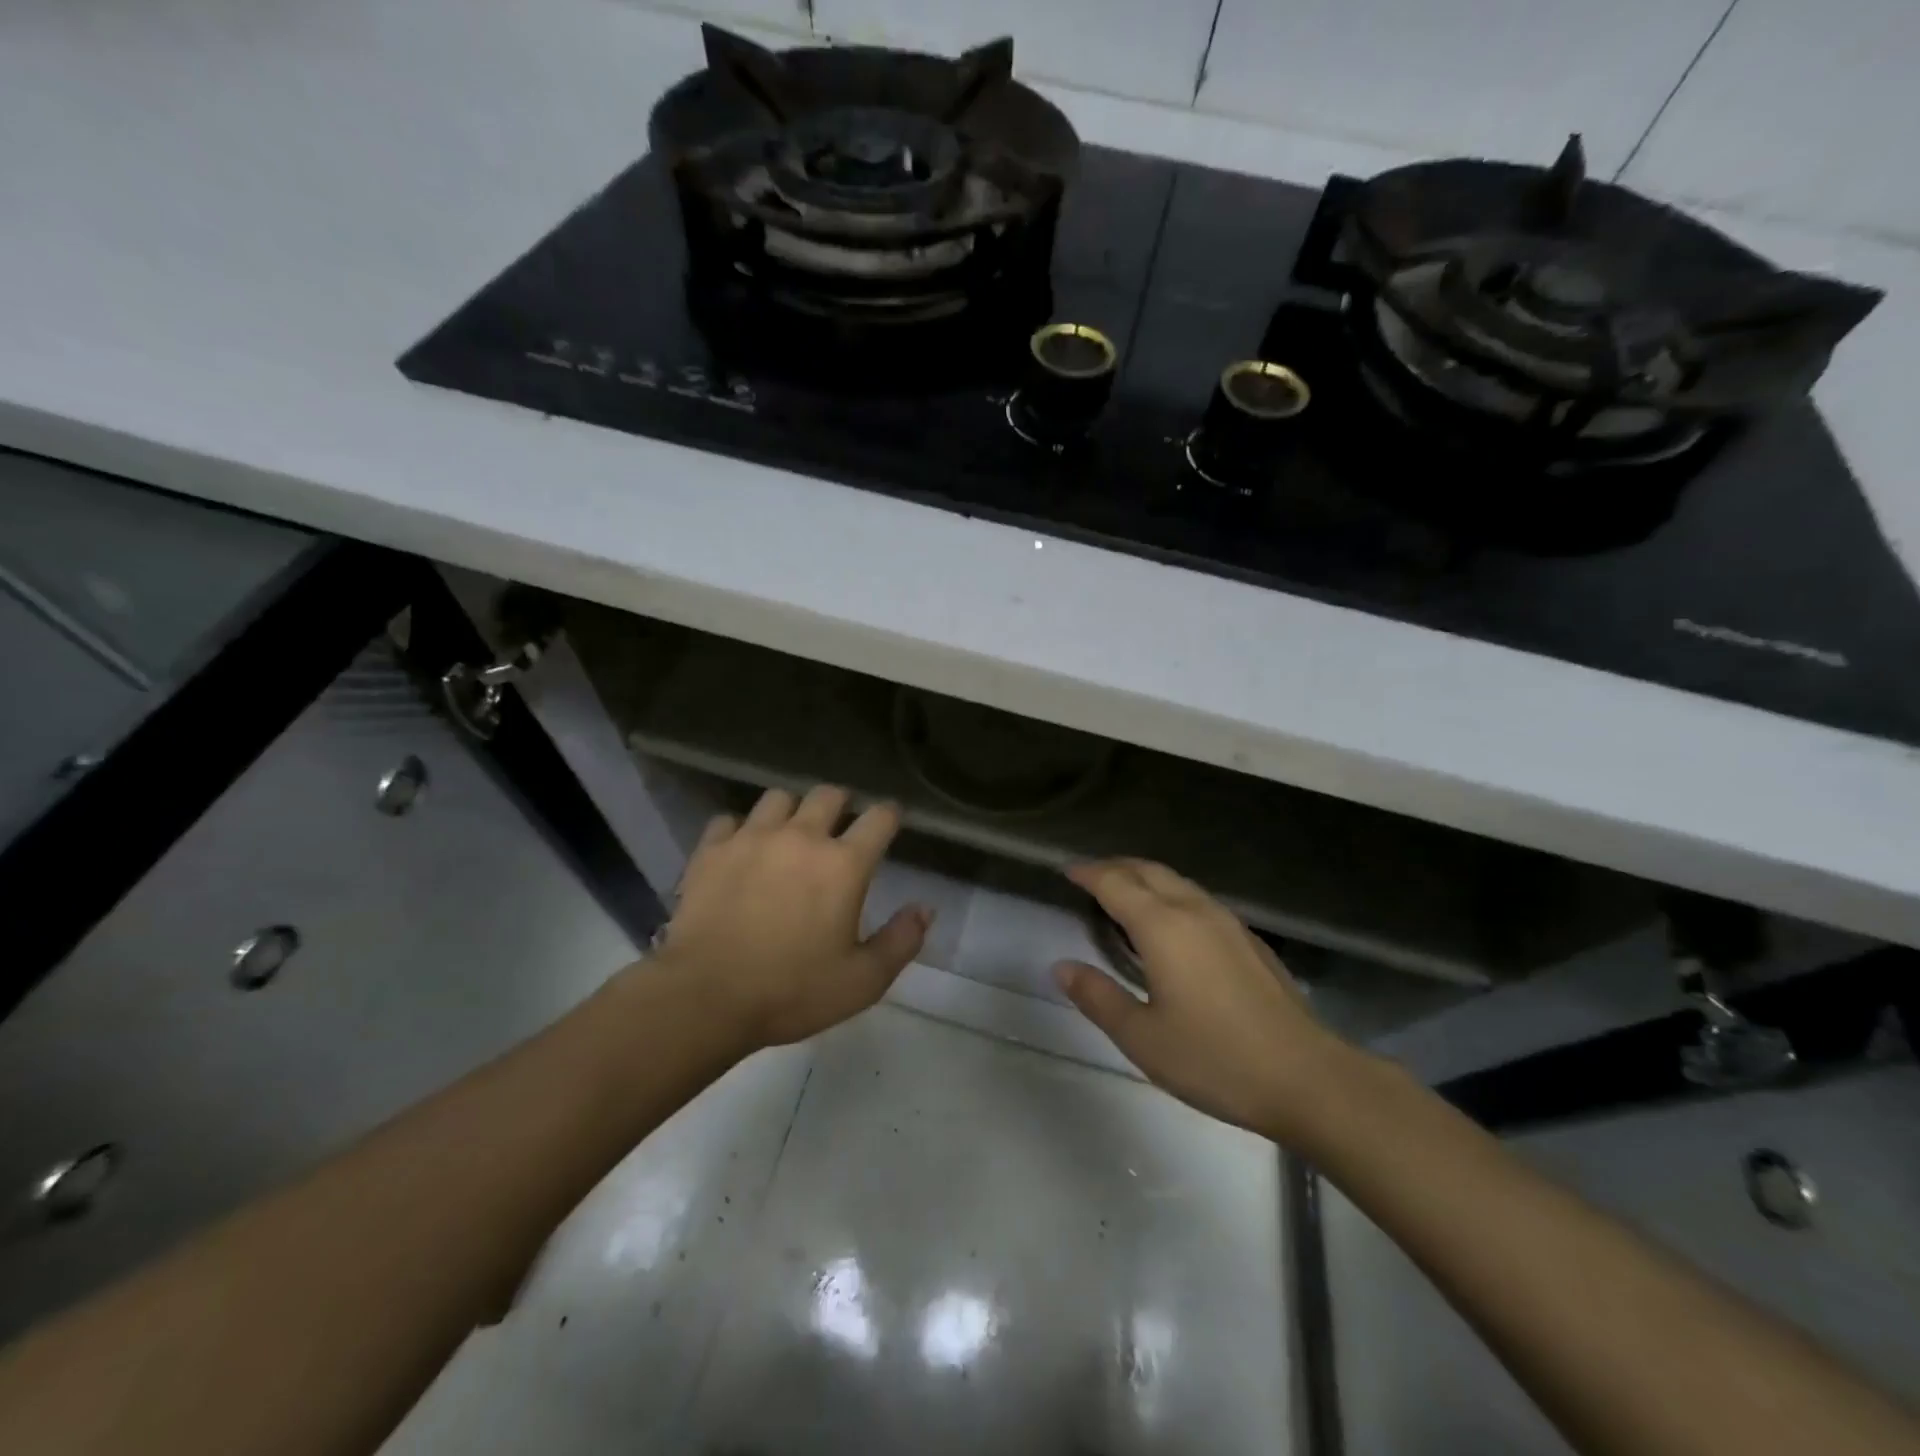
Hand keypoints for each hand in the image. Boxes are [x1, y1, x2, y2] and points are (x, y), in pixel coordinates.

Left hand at [654, 785, 930, 1050]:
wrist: (704, 998)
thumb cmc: (792, 992)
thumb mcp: (862, 981)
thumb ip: (901, 941)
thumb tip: (924, 908)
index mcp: (844, 864)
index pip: (880, 818)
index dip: (890, 815)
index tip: (890, 821)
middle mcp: (801, 837)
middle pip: (829, 794)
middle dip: (841, 804)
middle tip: (839, 826)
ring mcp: (752, 838)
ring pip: (779, 798)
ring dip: (791, 811)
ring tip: (788, 833)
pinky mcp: (712, 850)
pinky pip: (729, 821)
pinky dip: (740, 830)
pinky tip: (740, 851)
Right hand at [1055, 859, 1353, 1143]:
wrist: (1307, 1077)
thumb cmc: (1216, 1059)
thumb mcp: (1142, 1038)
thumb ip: (1098, 997)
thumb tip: (1061, 967)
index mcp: (1163, 927)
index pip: (1115, 883)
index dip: (1088, 873)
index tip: (1066, 870)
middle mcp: (1194, 911)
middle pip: (1148, 870)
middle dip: (1115, 866)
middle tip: (1090, 876)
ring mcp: (1228, 922)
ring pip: (1177, 882)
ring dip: (1145, 877)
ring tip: (1125, 893)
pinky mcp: (1249, 940)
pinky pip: (1198, 899)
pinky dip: (1171, 895)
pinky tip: (1172, 924)